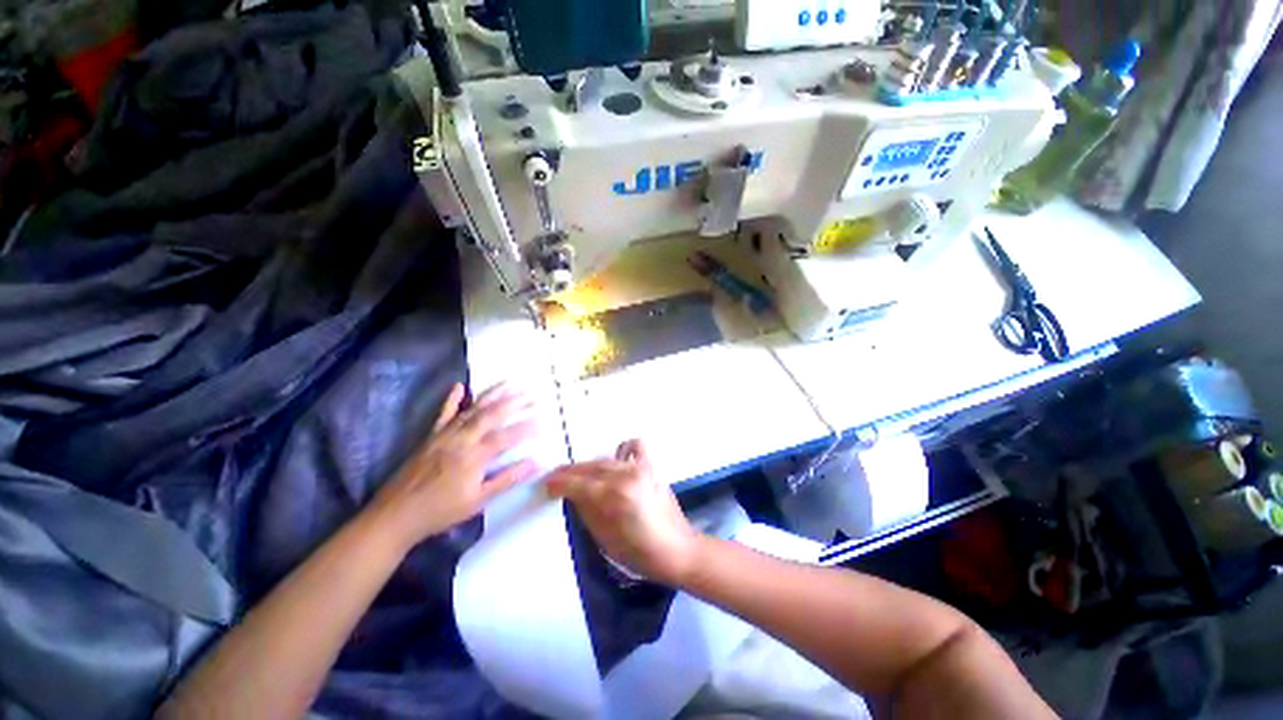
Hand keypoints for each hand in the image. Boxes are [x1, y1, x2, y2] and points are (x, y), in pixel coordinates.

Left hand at [368, 382, 539, 550]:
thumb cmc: (440, 512)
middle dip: (514, 404)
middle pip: (491, 416)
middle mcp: (461, 440)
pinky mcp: (430, 436)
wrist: (395, 516)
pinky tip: (460, 386)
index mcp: (474, 457)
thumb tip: (535, 463)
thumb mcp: (478, 501)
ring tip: (510, 383)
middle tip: (532, 396)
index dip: (527, 428)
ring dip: (493, 395)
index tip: (544, 422)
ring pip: (472, 409)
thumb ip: (507, 480)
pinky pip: (443, 414)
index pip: (507, 437)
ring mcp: (444, 435)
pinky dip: (452, 399)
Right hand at [545, 440, 701, 585]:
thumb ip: (586, 511)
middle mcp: (625, 474)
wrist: (677, 549)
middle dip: (569, 473)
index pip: (576, 483)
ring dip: (589, 467)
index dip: (557, 483)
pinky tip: (617, 463)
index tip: (546, 486)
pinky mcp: (651, 465)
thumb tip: (571, 494)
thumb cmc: (639, 553)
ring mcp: (640, 467)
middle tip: (556, 481)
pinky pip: (633, 447)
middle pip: (589, 467)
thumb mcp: (604, 539)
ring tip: (582, 478)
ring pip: (605, 459)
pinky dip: (622, 451)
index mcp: (613, 496)